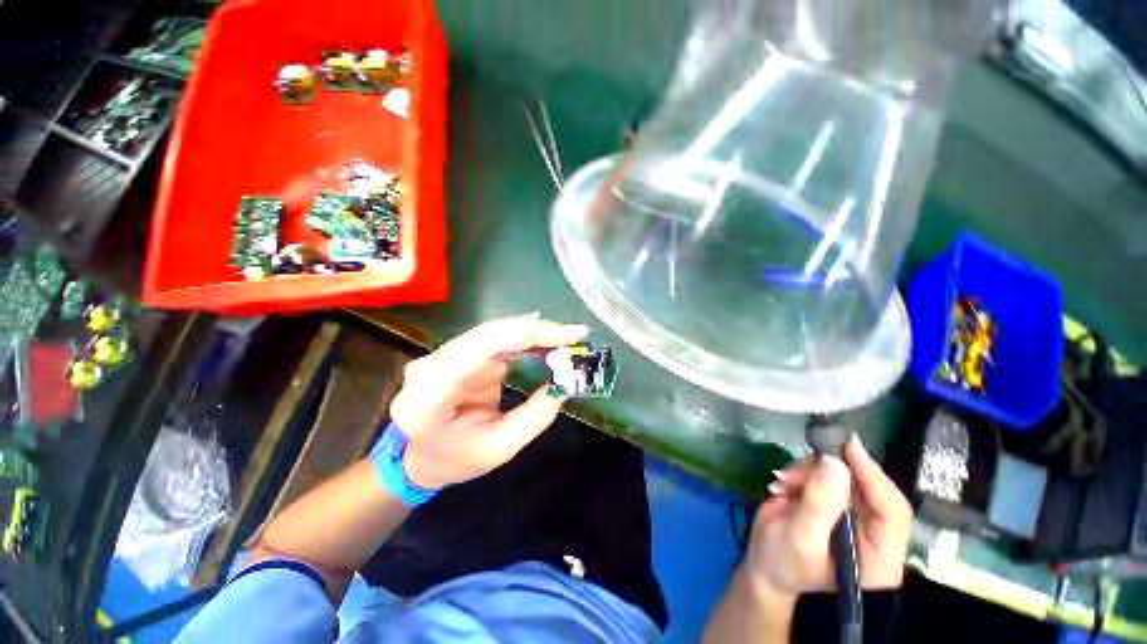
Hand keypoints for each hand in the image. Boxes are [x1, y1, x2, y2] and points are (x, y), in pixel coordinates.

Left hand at [389, 313, 588, 488]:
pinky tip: (547, 338)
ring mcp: (444, 355)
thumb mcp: (497, 449)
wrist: (417, 454)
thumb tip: (564, 385)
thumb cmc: (453, 458)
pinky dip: (524, 337)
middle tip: (573, 334)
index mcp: (429, 397)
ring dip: (532, 331)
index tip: (548, 330)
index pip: (471, 355)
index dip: (510, 336)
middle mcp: (431, 366)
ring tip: (567, 336)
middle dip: (533, 331)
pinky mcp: (460, 352)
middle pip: (486, 336)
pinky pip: (495, 338)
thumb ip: (532, 418)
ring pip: (493, 332)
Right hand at [745, 437, 911, 598]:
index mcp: (879, 557)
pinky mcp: (831, 502)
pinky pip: (823, 475)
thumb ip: (820, 504)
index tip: (850, 448)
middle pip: (869, 489)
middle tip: (804, 462)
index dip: (874, 478)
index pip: (892, 513)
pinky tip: (782, 483)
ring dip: (810, 471)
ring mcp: (851, 516)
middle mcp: (873, 533)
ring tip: (784, 481)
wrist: (763, 563)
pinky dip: (801, 472)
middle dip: (832, 472)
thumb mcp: (800, 537)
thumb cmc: (784, 561)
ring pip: (843, 477)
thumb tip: (836, 462)